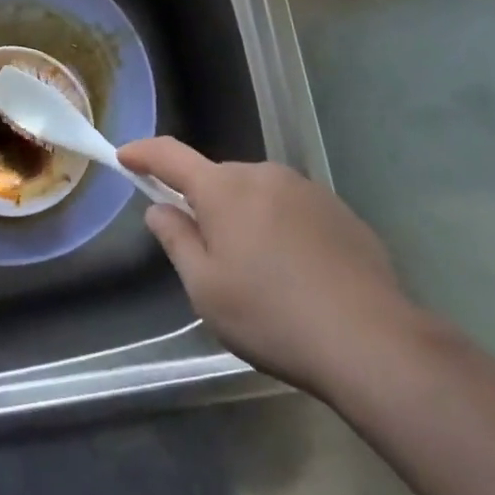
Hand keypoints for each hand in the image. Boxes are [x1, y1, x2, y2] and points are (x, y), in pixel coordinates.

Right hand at [117, 137, 418, 391]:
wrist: (371, 340)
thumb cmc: (272, 316)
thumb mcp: (206, 289)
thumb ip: (176, 240)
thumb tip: (160, 208)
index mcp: (223, 188)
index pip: (170, 155)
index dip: (143, 153)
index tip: (124, 155)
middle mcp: (263, 174)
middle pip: (218, 180)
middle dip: (205, 204)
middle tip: (209, 256)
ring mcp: (305, 189)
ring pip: (257, 194)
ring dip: (246, 218)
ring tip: (260, 274)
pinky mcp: (339, 210)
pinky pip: (292, 210)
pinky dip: (281, 230)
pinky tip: (298, 275)